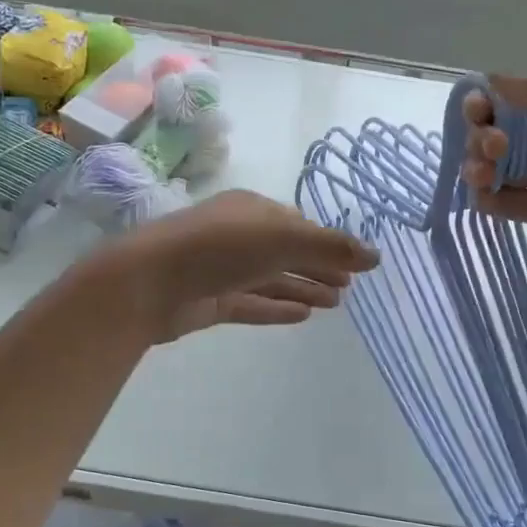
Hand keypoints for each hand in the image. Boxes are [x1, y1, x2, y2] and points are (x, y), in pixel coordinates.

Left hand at [107, 189, 379, 341]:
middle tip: (349, 288)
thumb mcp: (283, 238)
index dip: (328, 244)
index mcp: (253, 211)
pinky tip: (303, 316)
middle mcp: (238, 236)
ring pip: (272, 279)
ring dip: (303, 289)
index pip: (298, 225)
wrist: (149, 281)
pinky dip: (278, 307)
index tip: (355, 264)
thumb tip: (377, 256)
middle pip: (287, 252)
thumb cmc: (220, 247)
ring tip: (335, 304)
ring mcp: (223, 270)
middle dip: (318, 267)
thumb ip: (331, 247)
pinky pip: (253, 303)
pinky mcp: (210, 301)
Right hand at [459, 76, 526, 272]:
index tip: (476, 111)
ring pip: (501, 171)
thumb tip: (489, 80)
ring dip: (481, 168)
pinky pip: (512, 206)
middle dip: (484, 137)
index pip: (514, 104)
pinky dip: (491, 200)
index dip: (488, 105)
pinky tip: (482, 196)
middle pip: (501, 137)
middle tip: (494, 146)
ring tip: (482, 174)